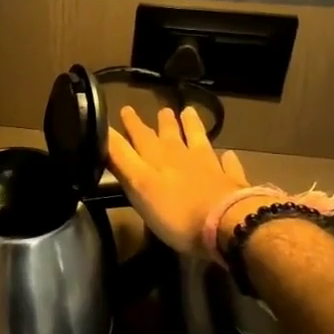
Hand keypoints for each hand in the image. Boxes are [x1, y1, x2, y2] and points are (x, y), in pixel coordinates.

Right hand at [107, 105, 256, 256]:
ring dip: (192, 127)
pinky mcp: (230, 183)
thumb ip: (121, 160)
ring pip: (198, 140)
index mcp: (157, 159)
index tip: (124, 108)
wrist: (226, 225)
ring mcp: (209, 168)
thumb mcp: (138, 186)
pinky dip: (226, 159)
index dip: (130, 125)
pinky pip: (227, 165)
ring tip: (189, 112)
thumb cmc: (176, 212)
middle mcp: (182, 157)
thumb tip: (103, 133)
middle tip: (161, 109)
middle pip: (168, 136)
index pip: (139, 137)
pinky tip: (228, 154)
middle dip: (160, 123)